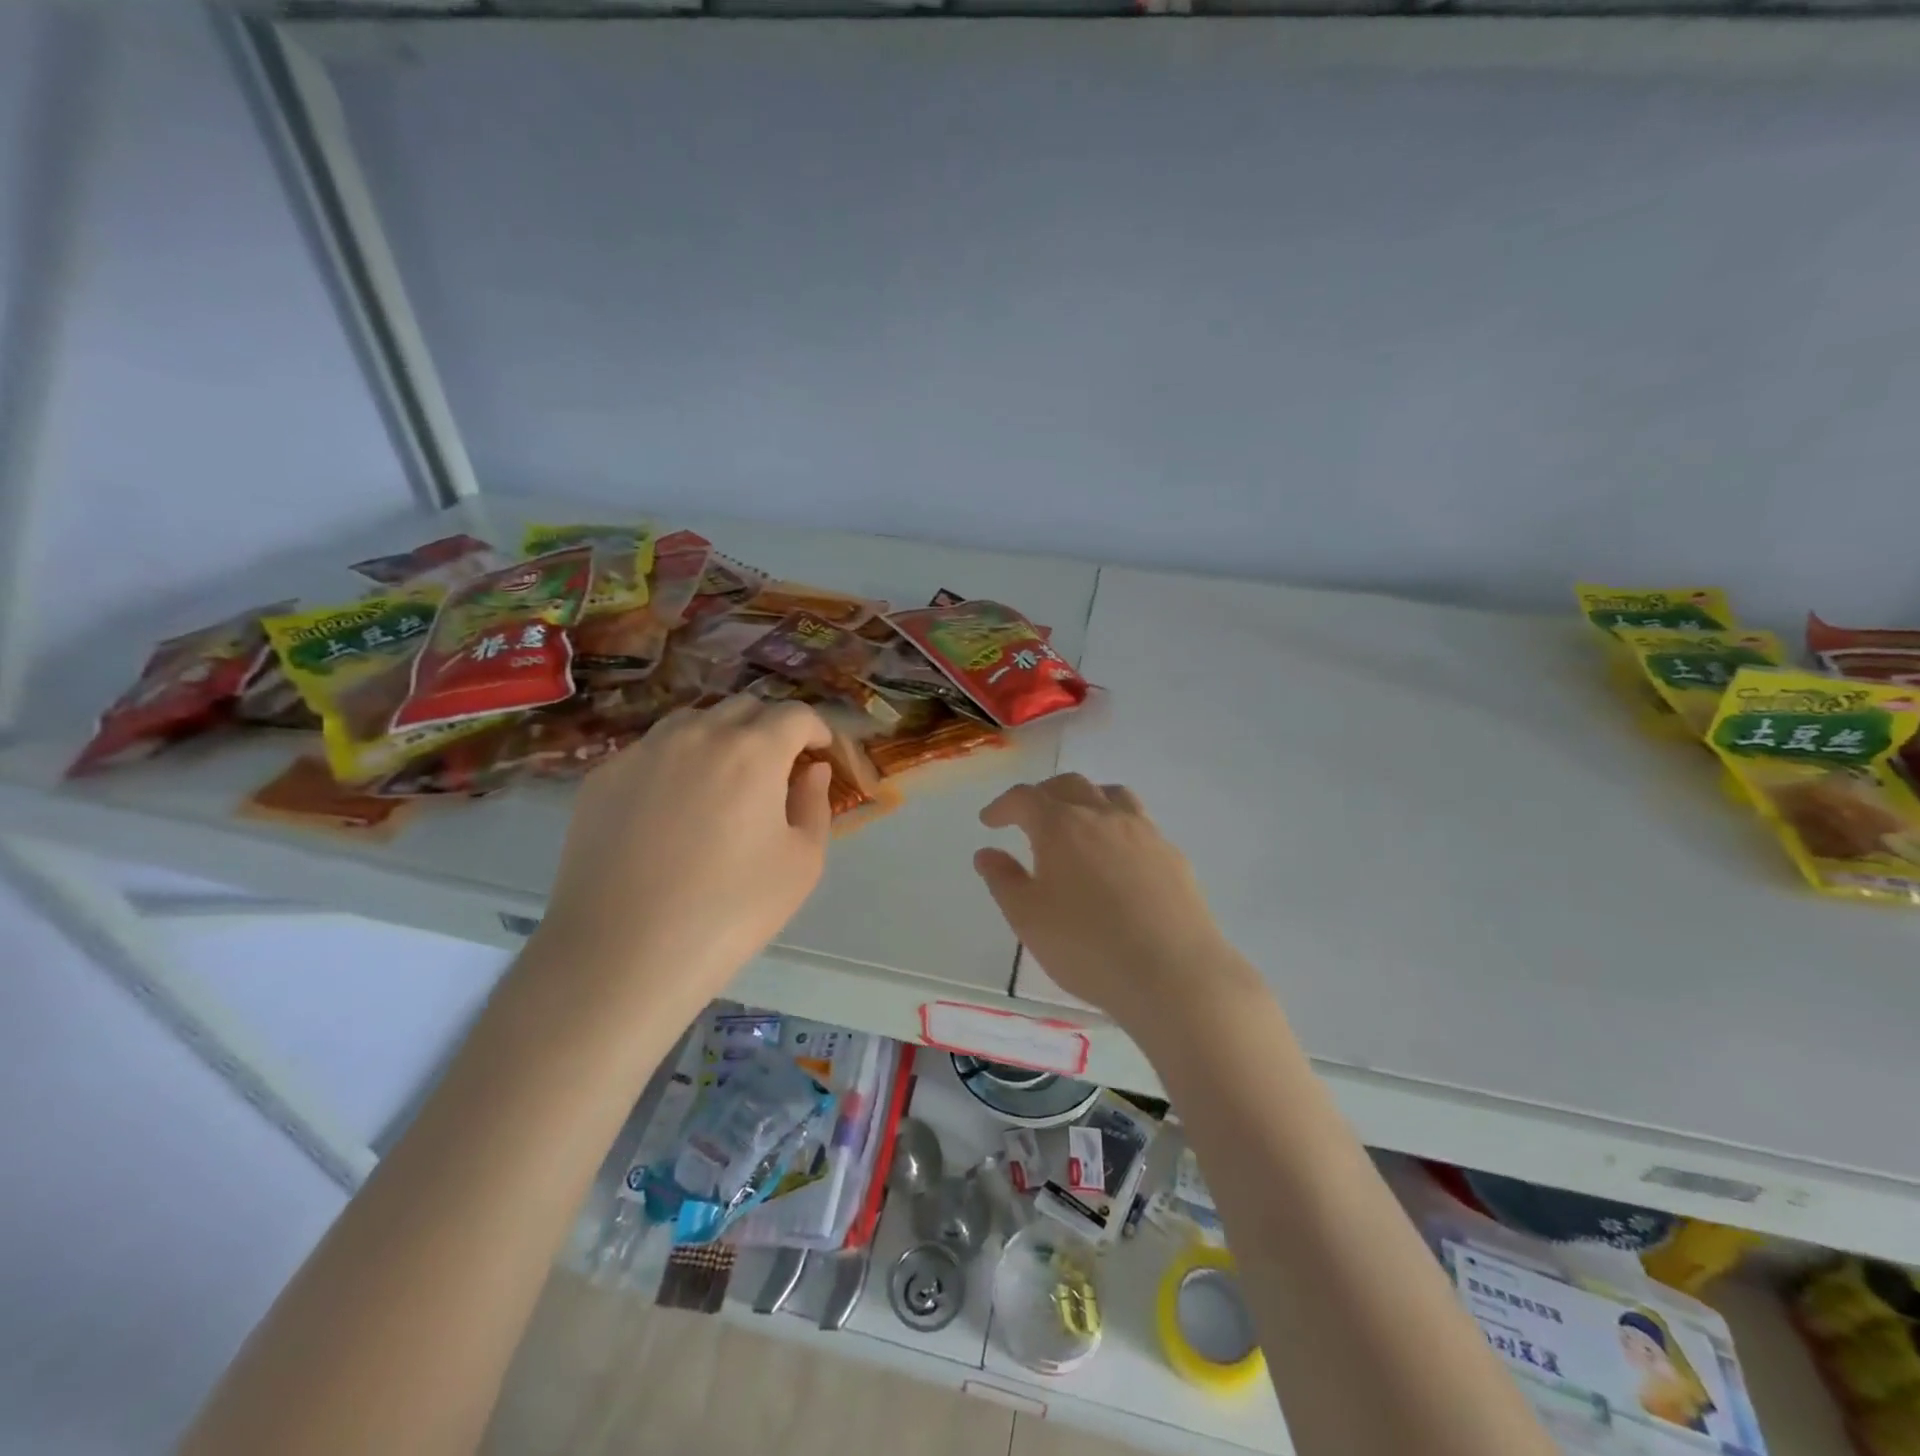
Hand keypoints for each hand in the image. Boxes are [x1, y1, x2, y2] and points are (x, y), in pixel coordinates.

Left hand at [537, 695, 833, 1010]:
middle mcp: (698, 734)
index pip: (795, 714)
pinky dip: (677, 761)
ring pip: (694, 721)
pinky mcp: (603, 776)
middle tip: (777, 769)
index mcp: (753, 751)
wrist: (621, 954)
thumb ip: (814, 804)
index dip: (817, 728)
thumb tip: (809, 770)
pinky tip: (673, 806)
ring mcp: (644, 751)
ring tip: (725, 780)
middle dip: (771, 728)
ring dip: (721, 736)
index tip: (820, 752)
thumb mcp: (801, 864)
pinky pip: (652, 750)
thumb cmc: (730, 912)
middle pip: (745, 707)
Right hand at [973, 774, 1254, 1028]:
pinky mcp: (1171, 854)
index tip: (990, 822)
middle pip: (1069, 785)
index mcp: (1061, 826)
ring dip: (1085, 799)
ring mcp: (1143, 831)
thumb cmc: (1087, 947)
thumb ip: (1003, 880)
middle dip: (1042, 795)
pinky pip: (1139, 823)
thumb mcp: (1028, 919)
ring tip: (1076, 823)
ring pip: (1111, 795)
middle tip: (1028, 817)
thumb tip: (987, 853)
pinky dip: (1117, 826)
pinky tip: (1117, 858)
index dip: (1003, 806)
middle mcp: (1102, 815)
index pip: (1025, 798)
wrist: (1173, 973)